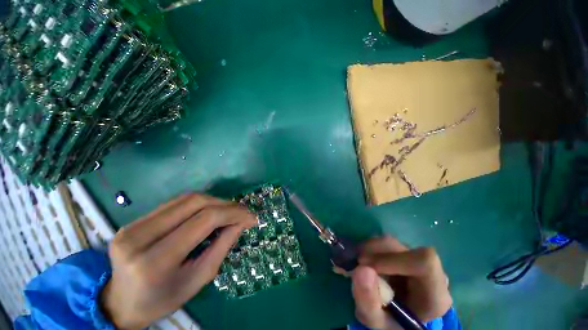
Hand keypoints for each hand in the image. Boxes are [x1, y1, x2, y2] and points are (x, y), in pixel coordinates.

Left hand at [100, 193, 256, 328]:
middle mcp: (140, 237)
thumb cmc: (162, 299)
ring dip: (215, 201)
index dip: (233, 213)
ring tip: (229, 211)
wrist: (119, 302)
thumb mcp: (198, 279)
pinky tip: (209, 211)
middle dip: (226, 204)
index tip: (251, 217)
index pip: (204, 220)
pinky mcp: (134, 219)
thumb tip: (242, 222)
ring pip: (187, 198)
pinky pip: (176, 202)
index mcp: (154, 261)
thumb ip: (222, 246)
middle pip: (196, 203)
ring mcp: (133, 224)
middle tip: (242, 212)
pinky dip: (199, 203)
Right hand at [351, 236, 451, 328]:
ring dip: (367, 249)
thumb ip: (369, 302)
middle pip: (400, 248)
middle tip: (354, 263)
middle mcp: (429, 272)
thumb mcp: (376, 322)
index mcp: (435, 294)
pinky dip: (368, 248)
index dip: (392, 259)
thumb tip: (360, 269)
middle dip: (372, 252)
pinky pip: (383, 243)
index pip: (423, 262)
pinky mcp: (402, 253)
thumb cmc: (390, 323)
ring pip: (389, 242)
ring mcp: (415, 259)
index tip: (365, 265)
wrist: (393, 317)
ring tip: (356, 264)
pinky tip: (362, 261)